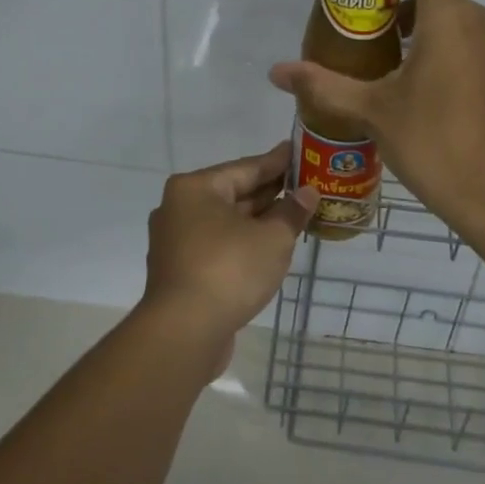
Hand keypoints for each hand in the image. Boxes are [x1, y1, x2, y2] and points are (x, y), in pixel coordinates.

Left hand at [139, 143, 317, 365]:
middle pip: (234, 193)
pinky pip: (219, 245)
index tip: (300, 151)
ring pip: (227, 222)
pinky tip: (270, 246)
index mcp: (195, 188)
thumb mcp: (272, 238)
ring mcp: (177, 241)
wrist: (184, 332)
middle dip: (271, 192)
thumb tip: (307, 193)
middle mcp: (179, 208)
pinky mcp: (181, 270)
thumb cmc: (229, 270)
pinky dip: (244, 242)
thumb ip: (292, 212)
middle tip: (306, 185)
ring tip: (295, 215)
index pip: (246, 167)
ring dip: (259, 220)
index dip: (278, 161)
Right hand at [268, 0, 484, 232]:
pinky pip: (477, 48)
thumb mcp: (374, 113)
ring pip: (460, 22)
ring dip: (425, 34)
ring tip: (390, 71)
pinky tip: (426, 97)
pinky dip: (449, 55)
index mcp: (452, 18)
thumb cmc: (437, 144)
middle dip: (401, 8)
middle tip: (366, 39)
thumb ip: (325, 86)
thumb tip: (277, 72)